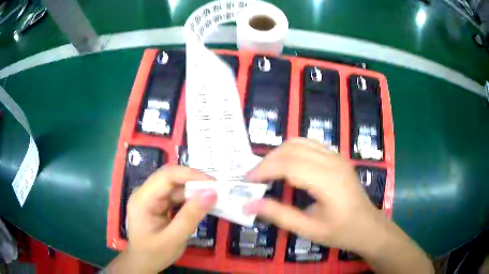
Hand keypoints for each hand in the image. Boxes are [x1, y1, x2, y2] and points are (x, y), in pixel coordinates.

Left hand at [107, 165, 216, 273]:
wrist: (142, 263)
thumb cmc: (154, 254)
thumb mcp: (174, 239)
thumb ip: (191, 216)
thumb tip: (211, 193)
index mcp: (143, 199)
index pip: (167, 176)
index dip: (191, 175)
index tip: (213, 184)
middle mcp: (144, 193)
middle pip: (170, 178)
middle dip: (194, 182)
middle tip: (216, 190)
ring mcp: (150, 197)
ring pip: (174, 186)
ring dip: (193, 190)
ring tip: (212, 197)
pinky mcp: (156, 203)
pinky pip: (174, 195)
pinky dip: (189, 199)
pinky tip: (199, 204)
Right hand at [243, 138, 432, 273]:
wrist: (368, 226)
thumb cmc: (341, 231)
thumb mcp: (309, 229)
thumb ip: (279, 215)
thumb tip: (249, 204)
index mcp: (327, 181)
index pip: (289, 164)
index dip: (264, 169)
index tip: (247, 180)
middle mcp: (332, 162)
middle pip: (292, 149)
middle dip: (268, 160)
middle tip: (254, 177)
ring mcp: (336, 156)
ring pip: (300, 141)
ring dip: (279, 153)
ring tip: (267, 171)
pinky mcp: (336, 157)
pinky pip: (309, 144)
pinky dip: (292, 151)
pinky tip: (286, 166)